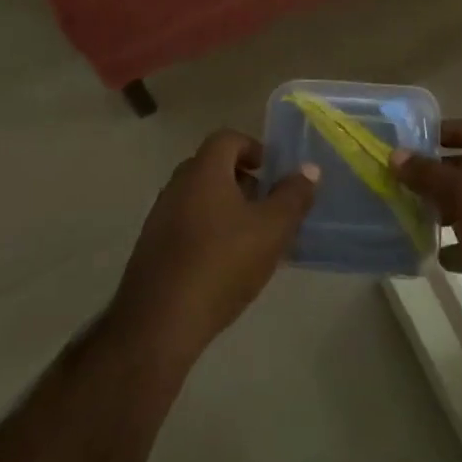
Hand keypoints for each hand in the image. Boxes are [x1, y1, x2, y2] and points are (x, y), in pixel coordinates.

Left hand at [112, 130, 317, 360]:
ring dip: (225, 208)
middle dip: (242, 181)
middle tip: (266, 206)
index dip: (253, 148)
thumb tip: (309, 169)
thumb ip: (293, 196)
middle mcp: (178, 184)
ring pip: (199, 198)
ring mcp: (160, 216)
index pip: (227, 138)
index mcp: (204, 170)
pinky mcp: (152, 248)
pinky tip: (223, 265)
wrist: (160, 322)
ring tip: (250, 239)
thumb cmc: (222, 263)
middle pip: (212, 167)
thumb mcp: (272, 230)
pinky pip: (185, 225)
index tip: (272, 172)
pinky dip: (207, 232)